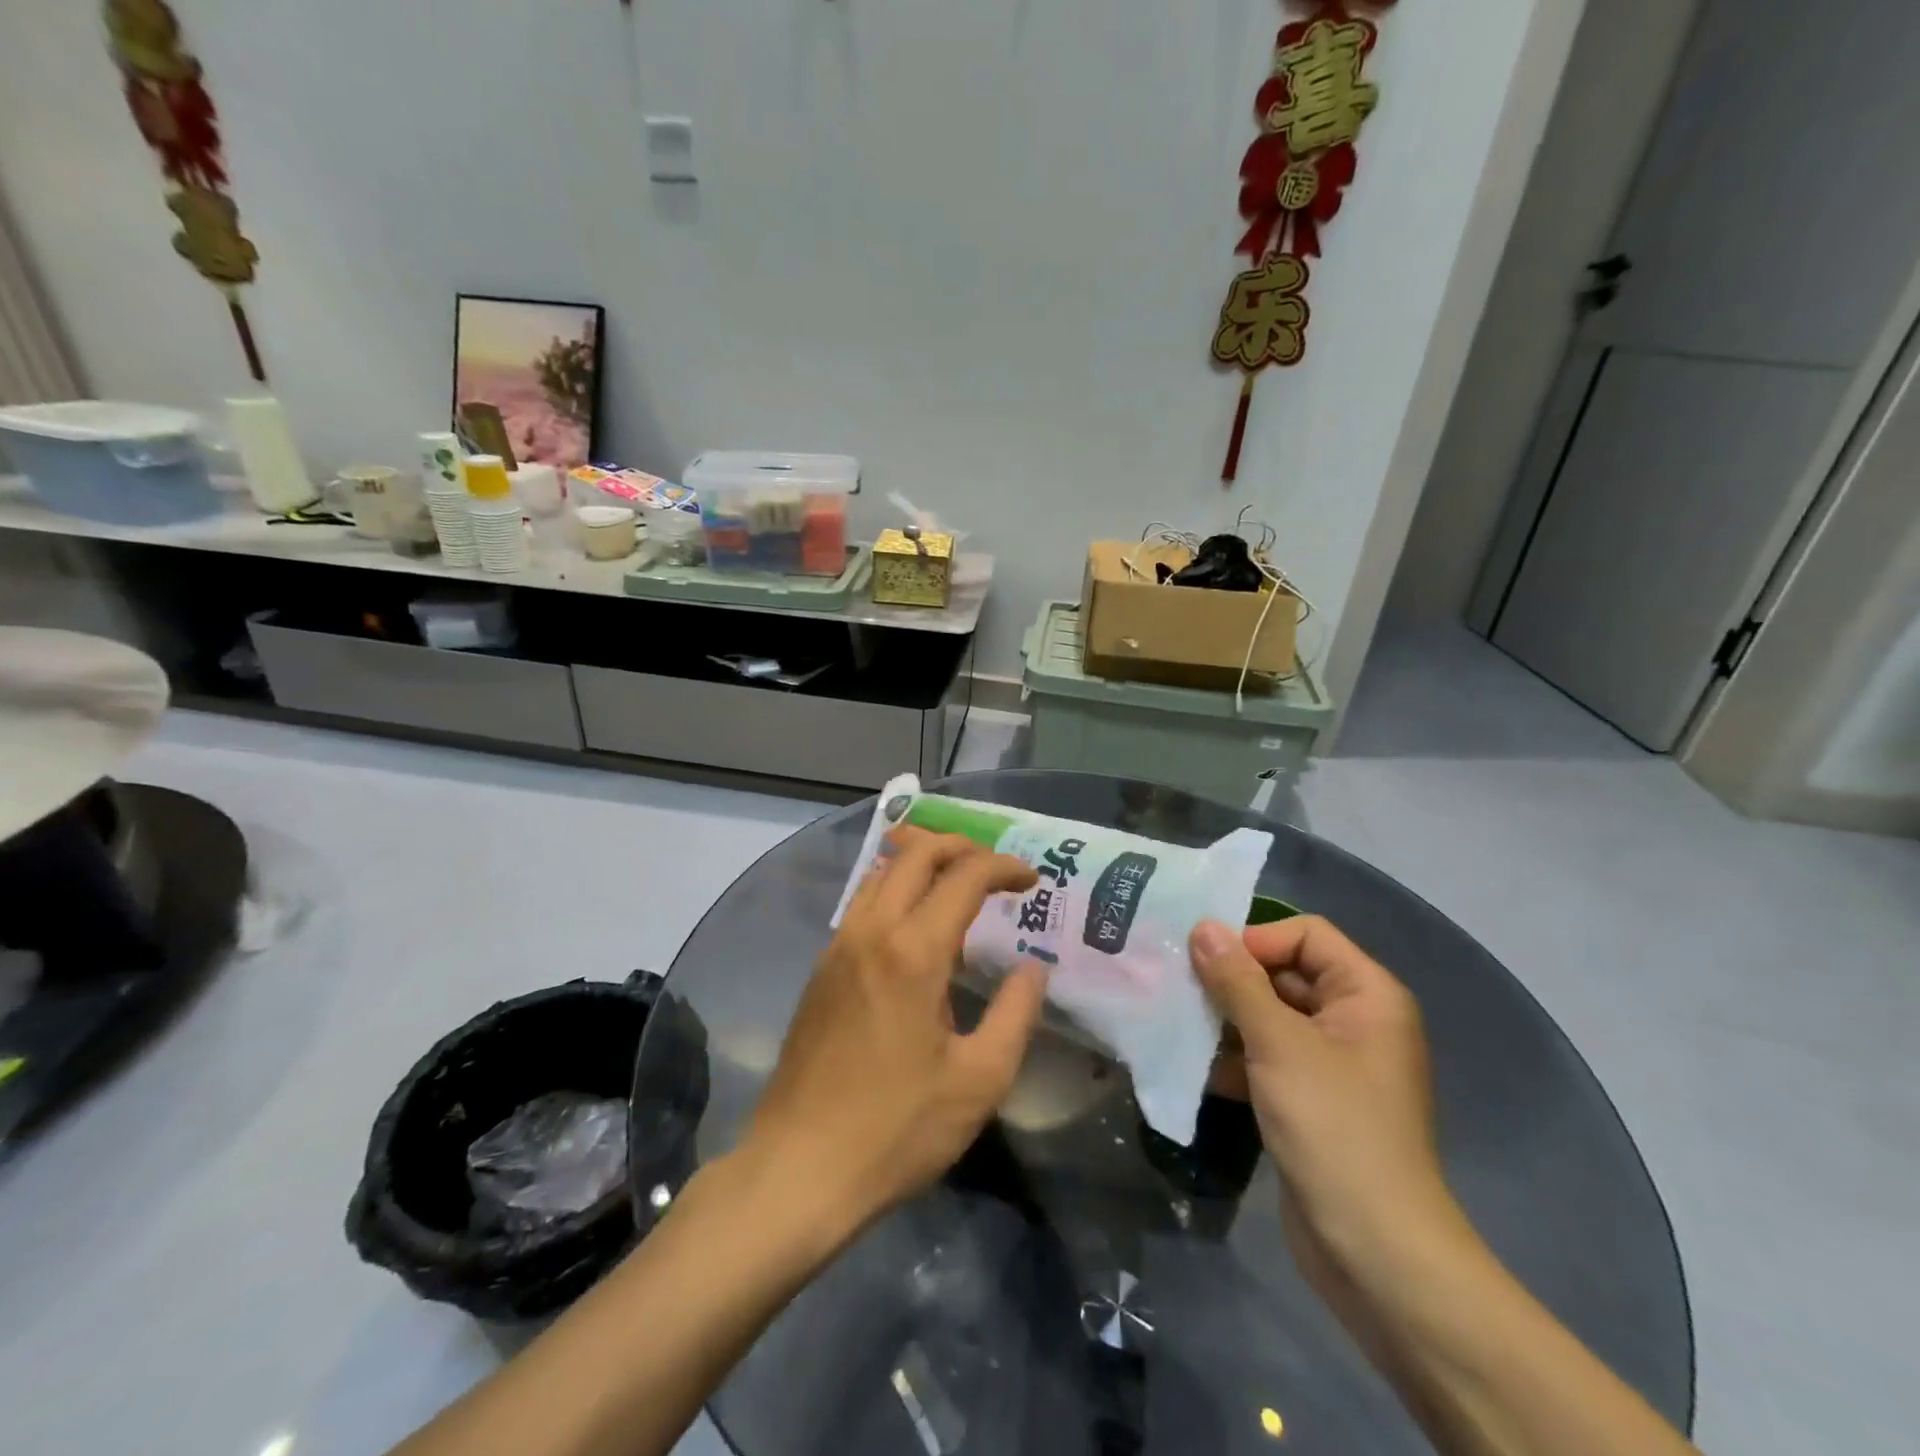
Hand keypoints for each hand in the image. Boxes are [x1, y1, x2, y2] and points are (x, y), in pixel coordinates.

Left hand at [742, 828, 1048, 1240]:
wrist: (798, 1169)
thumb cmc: (897, 1129)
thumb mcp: (979, 1080)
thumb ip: (1016, 1013)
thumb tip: (1033, 969)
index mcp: (913, 951)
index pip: (964, 876)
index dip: (1003, 867)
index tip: (1032, 881)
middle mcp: (871, 931)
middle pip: (915, 853)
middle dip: (961, 847)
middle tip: (995, 869)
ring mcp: (838, 946)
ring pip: (881, 872)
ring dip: (923, 862)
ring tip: (958, 884)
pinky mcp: (821, 969)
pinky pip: (863, 903)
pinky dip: (896, 889)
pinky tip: (915, 926)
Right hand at [1189, 916, 1463, 1266]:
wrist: (1375, 1251)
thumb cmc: (1333, 1126)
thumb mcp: (1279, 1043)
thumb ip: (1237, 982)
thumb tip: (1203, 927)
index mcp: (1367, 994)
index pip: (1306, 934)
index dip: (1256, 939)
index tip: (1206, 961)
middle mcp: (1355, 1020)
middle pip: (1285, 972)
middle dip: (1232, 978)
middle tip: (1177, 983)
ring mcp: (1334, 1063)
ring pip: (1271, 1016)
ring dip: (1226, 1017)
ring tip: (1178, 1019)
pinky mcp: (1312, 1100)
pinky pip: (1268, 1057)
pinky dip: (1235, 1056)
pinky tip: (1195, 1063)